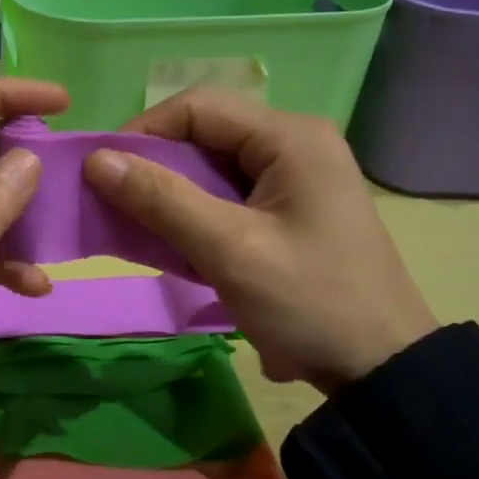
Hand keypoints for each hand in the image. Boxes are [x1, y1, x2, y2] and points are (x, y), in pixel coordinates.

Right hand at [82, 89, 436, 391]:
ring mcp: (294, 178)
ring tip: (133, 224)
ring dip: (169, 192)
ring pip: (211, 166)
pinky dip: (193, 213)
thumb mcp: (230, 250)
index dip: (144, 132)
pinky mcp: (289, 210)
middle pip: (204, 134)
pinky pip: (226, 195)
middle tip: (111, 201)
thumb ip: (162, 199)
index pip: (197, 107)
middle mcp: (293, 144)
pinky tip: (170, 241)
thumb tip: (96, 159)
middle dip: (153, 165)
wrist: (382, 370)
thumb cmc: (309, 302)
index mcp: (290, 137)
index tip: (102, 172)